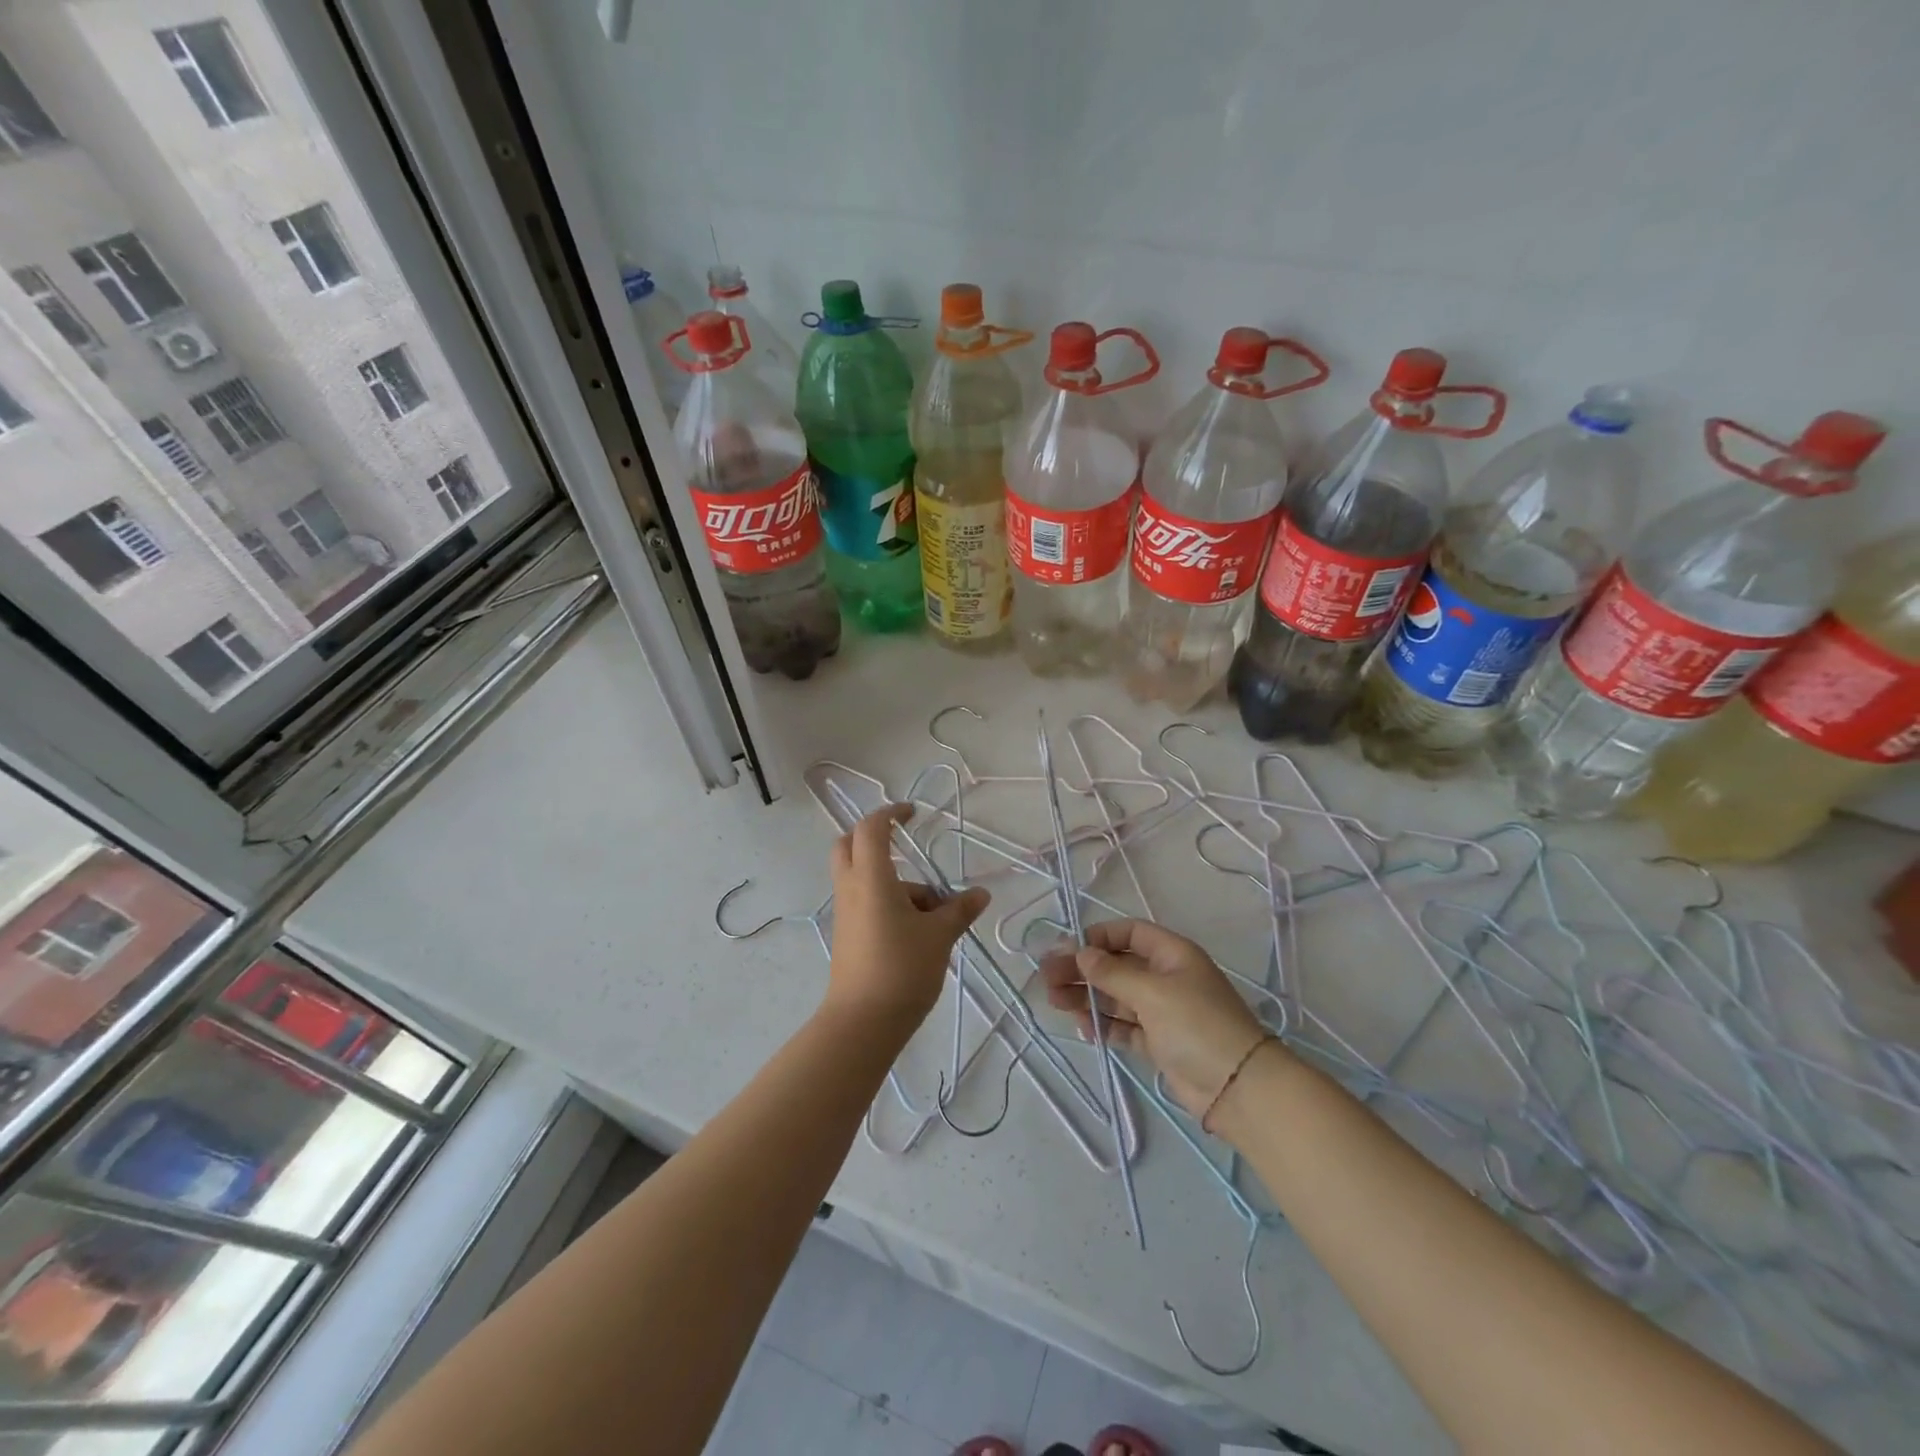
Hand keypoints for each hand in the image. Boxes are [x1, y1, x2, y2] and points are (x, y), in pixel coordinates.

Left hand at [826, 804, 989, 1033]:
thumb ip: (959, 910)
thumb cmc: (901, 968)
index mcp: (871, 878)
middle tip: (906, 848)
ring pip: (864, 879)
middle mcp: (852, 889)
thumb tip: (981, 894)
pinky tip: (922, 934)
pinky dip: (890, 904)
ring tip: (939, 915)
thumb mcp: (939, 936)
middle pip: (850, 846)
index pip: (871, 828)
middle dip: (875, 840)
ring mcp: (846, 914)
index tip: (912, 814)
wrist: (862, 1023)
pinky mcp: (848, 936)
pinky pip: (866, 903)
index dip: (890, 813)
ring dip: (897, 883)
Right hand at [1042, 918, 1270, 1117]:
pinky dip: (1104, 1024)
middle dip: (1083, 970)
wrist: (1239, 1088)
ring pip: (1117, 997)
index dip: (1098, 938)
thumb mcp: (1152, 992)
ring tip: (1054, 1001)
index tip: (1068, 950)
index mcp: (1172, 954)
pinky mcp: (1160, 1043)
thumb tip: (1082, 953)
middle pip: (1117, 966)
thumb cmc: (1197, 1025)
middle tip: (1047, 978)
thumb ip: (1113, 973)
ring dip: (1086, 996)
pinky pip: (1124, 1026)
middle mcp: (1166, 978)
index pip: (1128, 934)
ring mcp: (1163, 1012)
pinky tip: (1081, 1025)